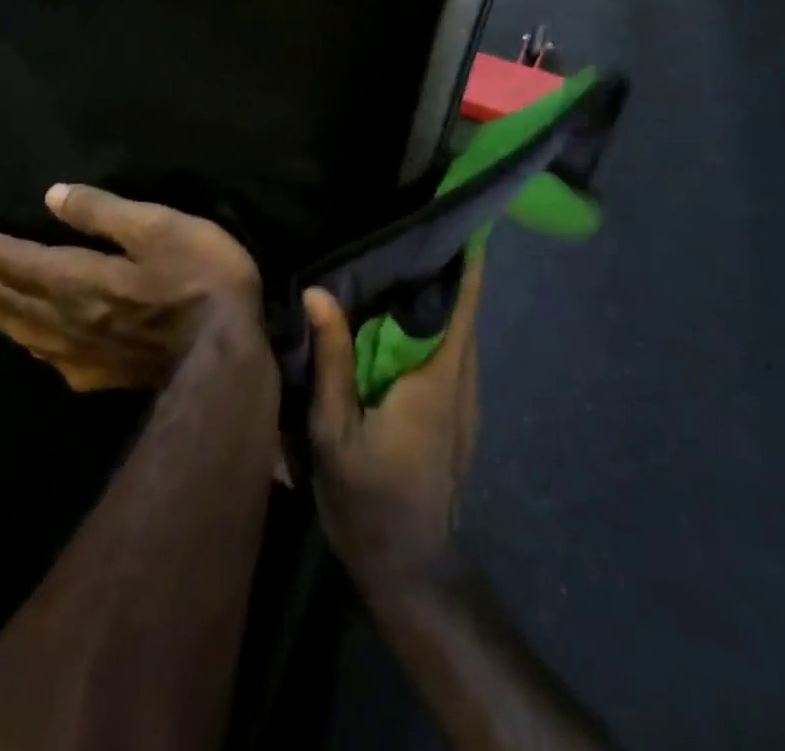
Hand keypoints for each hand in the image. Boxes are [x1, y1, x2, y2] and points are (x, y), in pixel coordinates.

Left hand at [0, 184, 262, 391]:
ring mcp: (87, 352)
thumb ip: (103, 213)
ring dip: (1, 313)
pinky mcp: (107, 375)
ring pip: (30, 331)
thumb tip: (53, 197)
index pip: (22, 261)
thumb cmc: (198, 277)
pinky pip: (55, 359)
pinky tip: (35, 348)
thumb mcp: (157, 227)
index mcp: (80, 279)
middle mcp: (72, 318)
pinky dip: (34, 347)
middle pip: (17, 297)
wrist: (226, 352)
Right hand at [303, 253, 482, 588]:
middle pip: (463, 306)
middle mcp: (463, 377)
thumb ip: (331, 360)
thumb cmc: (370, 500)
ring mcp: (467, 396)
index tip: (454, 213)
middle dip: (444, 264)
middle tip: (407, 226)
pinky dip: (433, 323)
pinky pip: (451, 350)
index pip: (464, 300)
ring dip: (437, 294)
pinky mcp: (460, 412)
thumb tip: (318, 292)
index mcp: (438, 375)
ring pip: (458, 328)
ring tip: (400, 259)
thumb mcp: (335, 432)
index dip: (467, 256)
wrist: (411, 571)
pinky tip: (399, 317)